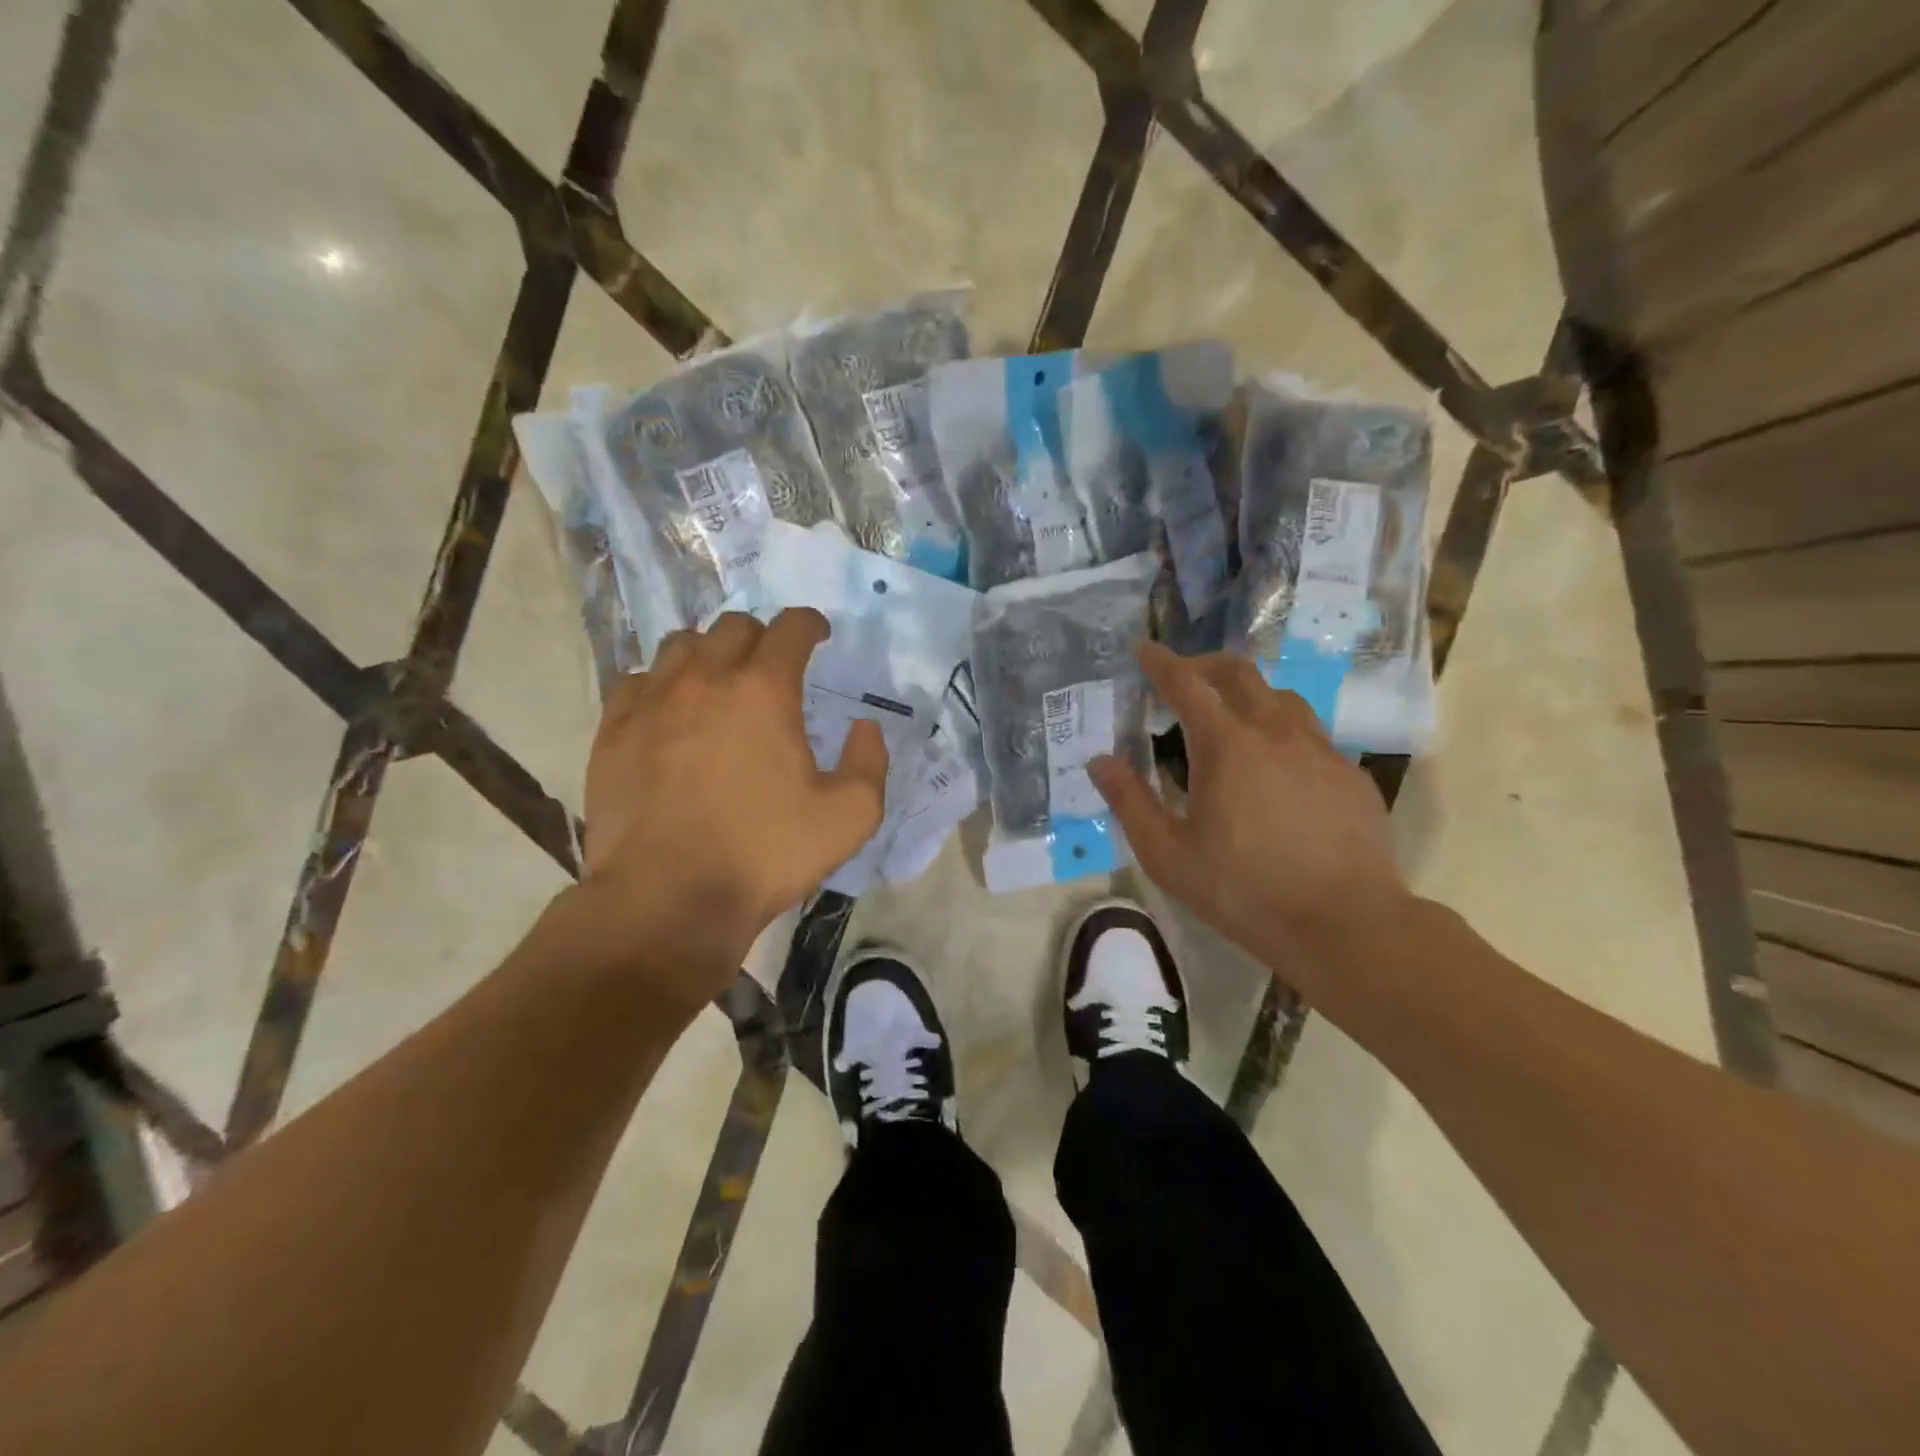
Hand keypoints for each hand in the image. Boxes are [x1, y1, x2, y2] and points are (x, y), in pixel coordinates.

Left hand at [578, 609, 887, 1008]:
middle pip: (733, 626)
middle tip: (773, 666)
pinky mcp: (613, 730)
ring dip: (708, 653)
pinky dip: (661, 684)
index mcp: (764, 691)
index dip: (810, 624)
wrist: (667, 900)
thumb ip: (870, 763)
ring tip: (719, 682)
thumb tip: (864, 728)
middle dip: (761, 637)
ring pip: (680, 645)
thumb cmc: (764, 854)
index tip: (818, 635)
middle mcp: (704, 680)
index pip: (790, 627)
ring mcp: (651, 702)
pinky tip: (670, 712)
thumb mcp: (849, 817)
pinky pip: (636, 681)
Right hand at [1089, 644, 1413, 978]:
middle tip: (1182, 678)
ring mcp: (1320, 750)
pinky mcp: (1349, 774)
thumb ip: (1130, 802)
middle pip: (1239, 673)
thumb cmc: (1244, 891)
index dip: (1161, 662)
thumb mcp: (1168, 855)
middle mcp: (1275, 732)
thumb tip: (1100, 761)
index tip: (1144, 648)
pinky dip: (1281, 732)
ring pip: (1280, 698)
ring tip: (1229, 720)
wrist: (1345, 925)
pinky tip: (1276, 769)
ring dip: (1247, 695)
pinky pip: (1310, 734)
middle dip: (1204, 665)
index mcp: (1226, 746)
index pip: (1186, 684)